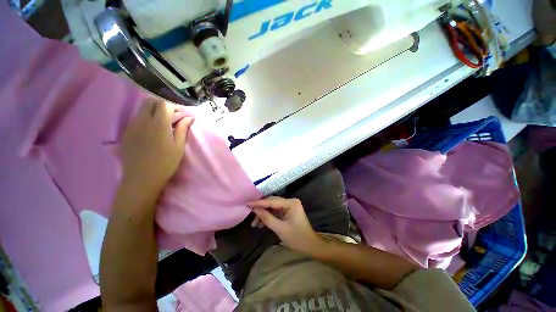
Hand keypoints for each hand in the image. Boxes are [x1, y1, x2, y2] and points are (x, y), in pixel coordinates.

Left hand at [119, 98, 193, 196]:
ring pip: (141, 109)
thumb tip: (189, 118)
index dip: (173, 106)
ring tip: (162, 122)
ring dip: (153, 110)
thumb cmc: (165, 163)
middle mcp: (143, 121)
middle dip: (162, 104)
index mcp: (159, 124)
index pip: (164, 104)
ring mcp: (132, 126)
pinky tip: (151, 130)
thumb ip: (183, 129)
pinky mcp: (126, 132)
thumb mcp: (179, 147)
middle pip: (150, 101)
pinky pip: (136, 118)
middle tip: (171, 115)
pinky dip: (145, 118)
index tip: (181, 113)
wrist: (141, 178)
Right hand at [248, 197, 322, 252]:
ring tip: (255, 224)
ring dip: (264, 215)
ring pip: (272, 207)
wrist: (310, 246)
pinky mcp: (287, 211)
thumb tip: (255, 210)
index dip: (259, 203)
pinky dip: (268, 217)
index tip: (247, 203)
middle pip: (272, 202)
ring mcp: (289, 206)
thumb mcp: (280, 228)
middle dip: (261, 209)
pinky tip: (261, 224)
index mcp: (291, 203)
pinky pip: (275, 212)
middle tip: (250, 214)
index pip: (272, 201)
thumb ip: (267, 218)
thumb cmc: (297, 238)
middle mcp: (290, 201)